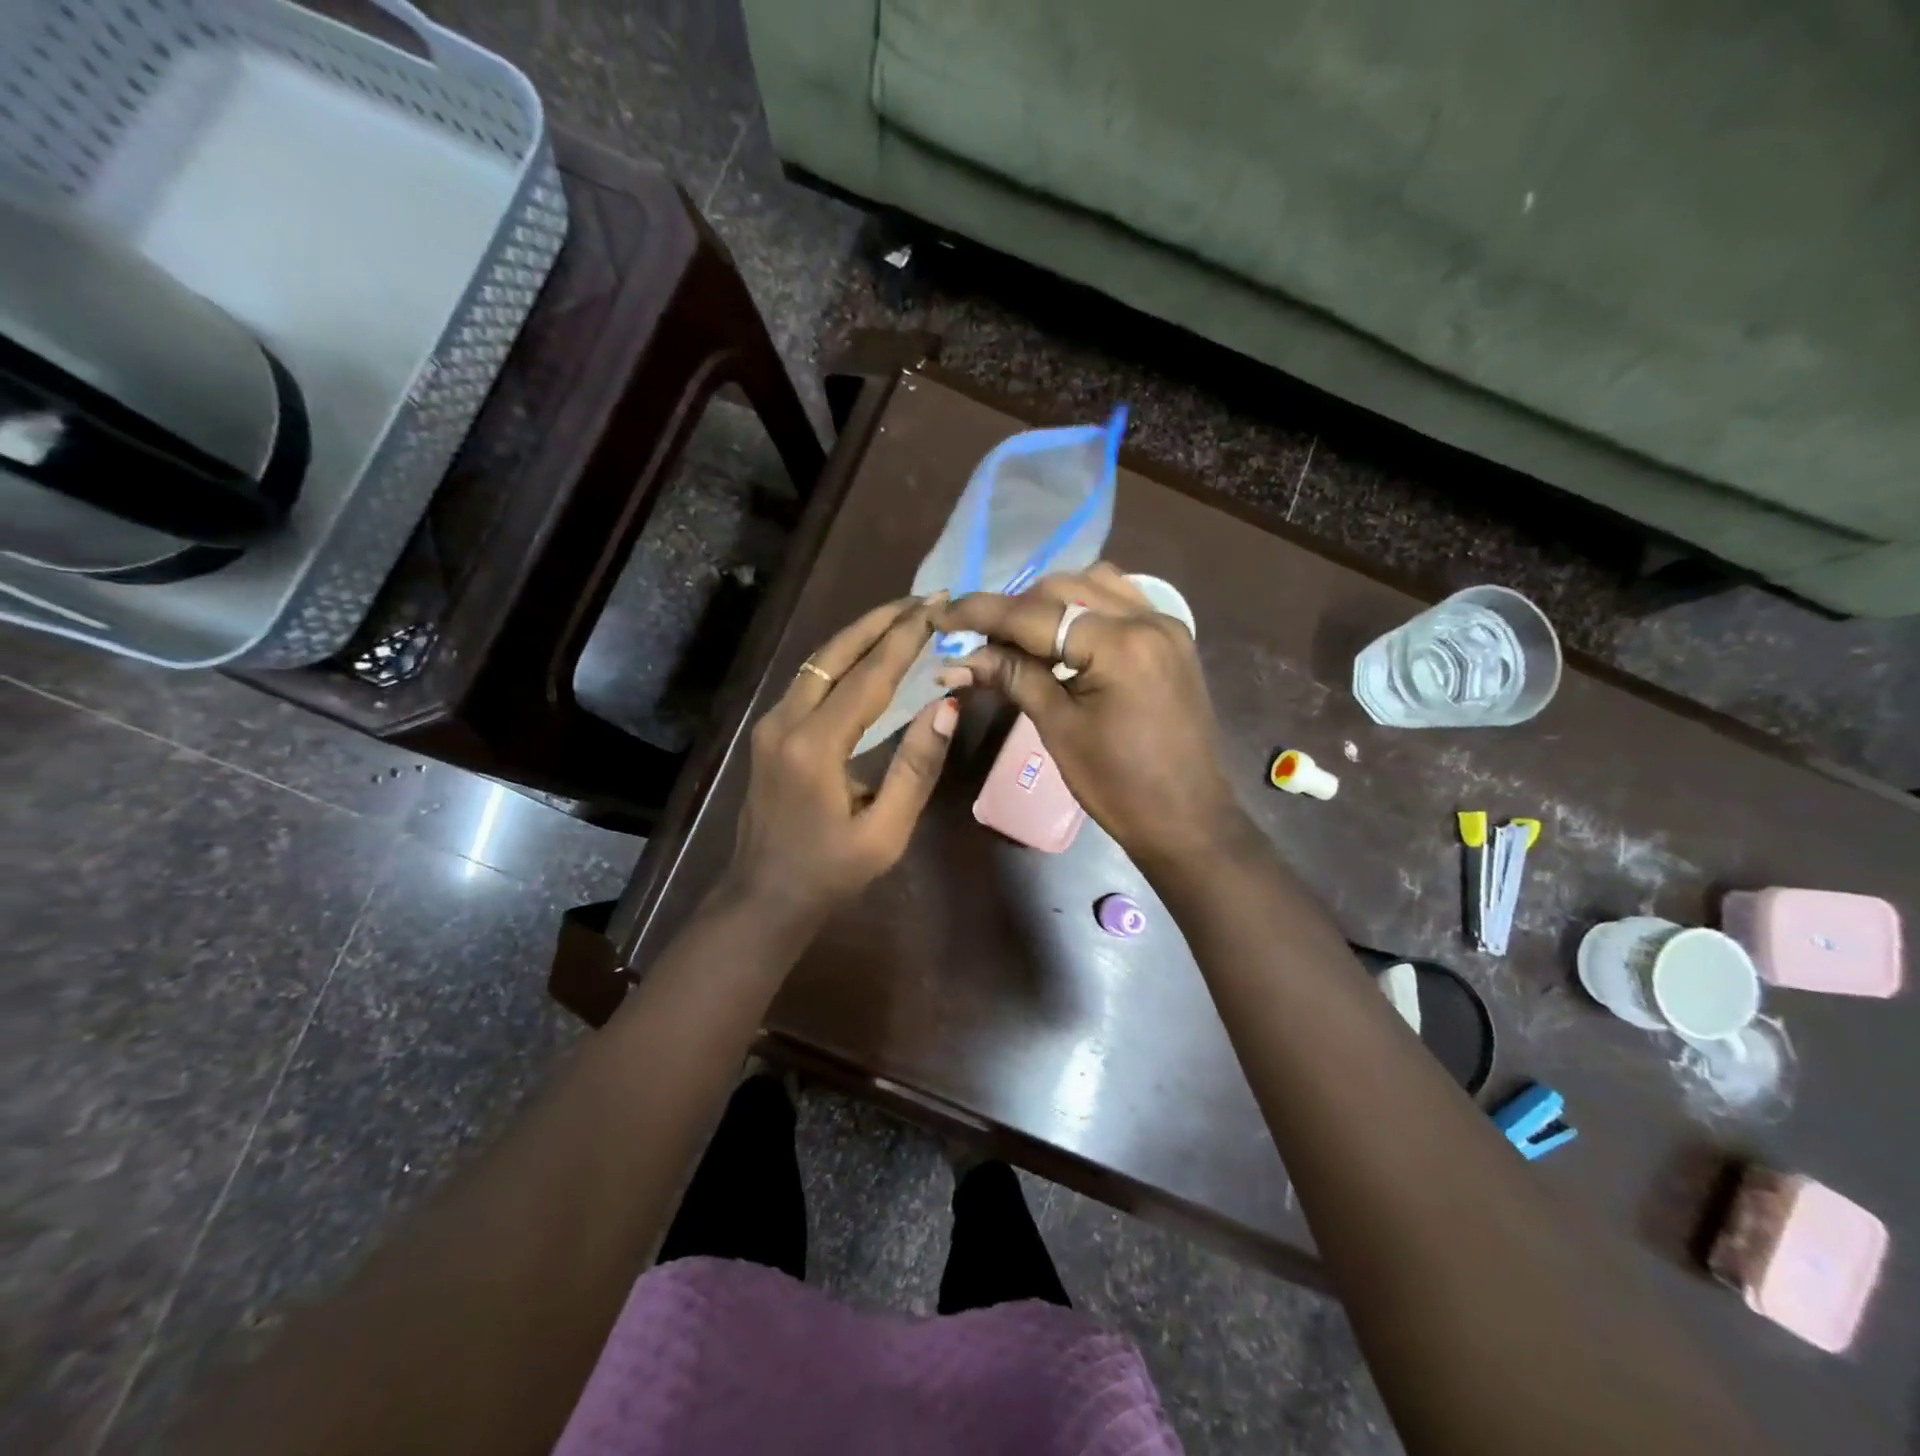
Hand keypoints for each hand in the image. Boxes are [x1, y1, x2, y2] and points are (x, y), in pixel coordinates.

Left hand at [723, 595, 957, 934]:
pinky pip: (809, 682)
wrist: (763, 897)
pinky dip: (841, 659)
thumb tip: (948, 705)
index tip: (937, 607)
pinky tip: (867, 656)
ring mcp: (770, 725)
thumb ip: (916, 766)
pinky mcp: (768, 733)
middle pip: (834, 654)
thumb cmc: (830, 873)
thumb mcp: (885, 831)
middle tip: (922, 600)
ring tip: (901, 618)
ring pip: (817, 663)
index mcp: (815, 746)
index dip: (904, 638)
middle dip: (879, 621)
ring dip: (858, 636)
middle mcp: (785, 722)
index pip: (867, 676)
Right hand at [934, 562, 1243, 867]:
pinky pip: (1121, 600)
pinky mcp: (1173, 639)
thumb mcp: (1059, 729)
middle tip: (980, 640)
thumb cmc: (1118, 785)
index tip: (942, 617)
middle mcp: (1147, 619)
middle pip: (1063, 588)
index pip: (1034, 614)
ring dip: (1051, 601)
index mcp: (1119, 645)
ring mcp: (1166, 625)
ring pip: (1094, 584)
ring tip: (1021, 635)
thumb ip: (1013, 678)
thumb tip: (961, 659)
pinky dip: (1085, 606)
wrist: (1187, 819)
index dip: (981, 613)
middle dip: (1015, 609)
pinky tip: (1065, 634)